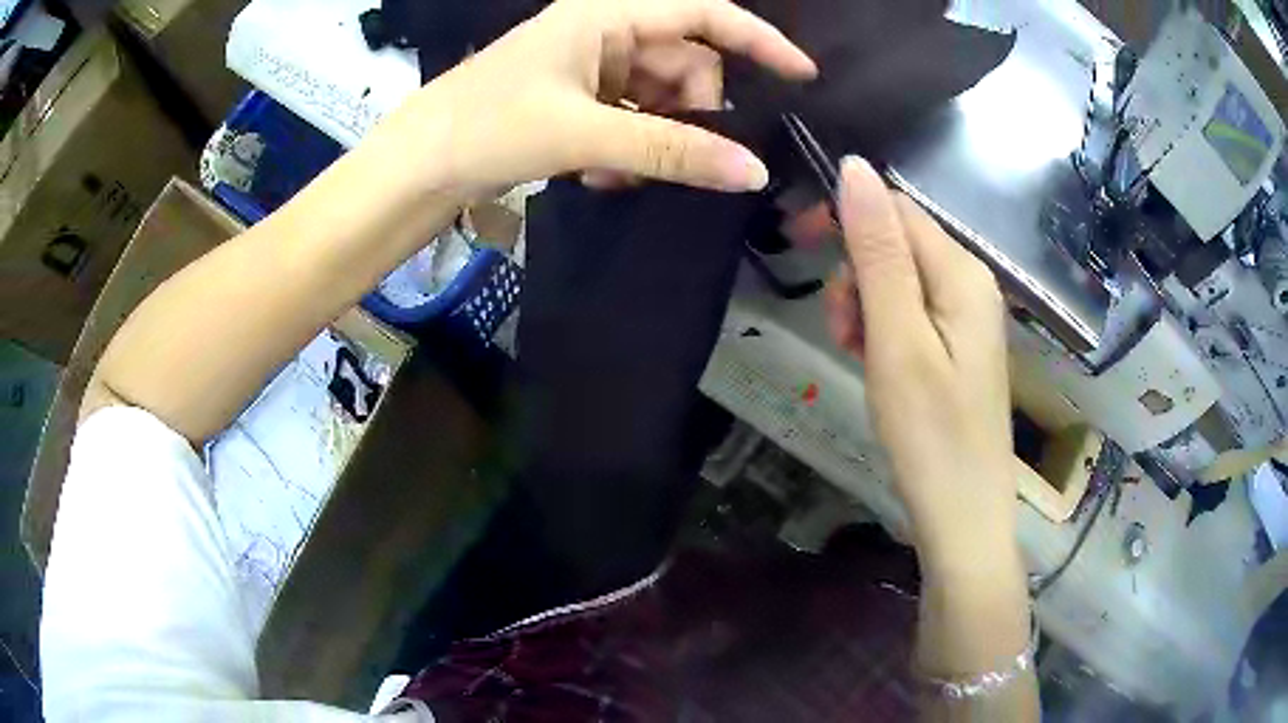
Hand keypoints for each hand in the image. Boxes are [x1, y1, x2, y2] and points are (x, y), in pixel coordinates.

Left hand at [367, 0, 815, 201]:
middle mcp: (604, 31)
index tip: (801, 75)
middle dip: (693, 110)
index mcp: (607, 14)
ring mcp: (589, 66)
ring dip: (657, 137)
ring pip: (659, 96)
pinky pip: (630, 116)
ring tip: (623, 172)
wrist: (417, 165)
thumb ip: (671, 149)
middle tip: (683, 155)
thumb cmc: (487, 127)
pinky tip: (603, 174)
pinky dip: (630, 146)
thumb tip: (753, 172)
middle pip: (686, 62)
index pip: (704, 12)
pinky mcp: (576, 98)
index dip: (758, 40)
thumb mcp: (584, 132)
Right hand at [825, 158, 1017, 570]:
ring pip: (899, 280)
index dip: (845, 215)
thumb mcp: (896, 338)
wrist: (962, 514)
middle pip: (898, 242)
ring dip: (864, 304)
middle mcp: (971, 282)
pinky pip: (910, 313)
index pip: (895, 208)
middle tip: (841, 328)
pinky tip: (874, 362)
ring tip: (855, 352)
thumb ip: (877, 251)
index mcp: (962, 271)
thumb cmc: (929, 433)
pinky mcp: (957, 345)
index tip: (797, 243)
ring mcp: (966, 316)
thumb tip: (855, 168)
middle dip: (856, 272)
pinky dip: (882, 329)